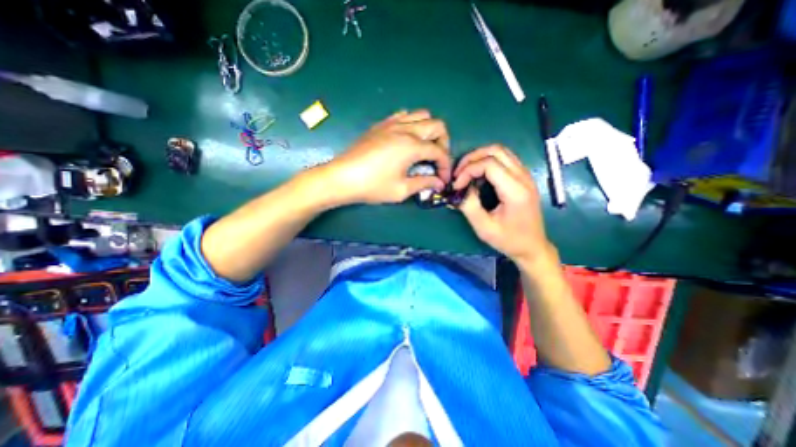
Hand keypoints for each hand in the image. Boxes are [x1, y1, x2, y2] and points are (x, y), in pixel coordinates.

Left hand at [320, 111, 452, 203]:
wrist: (342, 177)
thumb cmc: (372, 186)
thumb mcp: (401, 190)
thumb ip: (424, 183)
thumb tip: (439, 183)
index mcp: (412, 146)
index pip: (439, 151)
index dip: (446, 166)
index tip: (443, 180)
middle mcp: (405, 129)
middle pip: (436, 125)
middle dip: (443, 143)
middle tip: (437, 160)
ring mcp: (392, 124)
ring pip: (421, 115)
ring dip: (429, 130)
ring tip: (424, 148)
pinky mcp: (381, 125)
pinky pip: (403, 115)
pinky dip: (412, 124)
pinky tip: (407, 139)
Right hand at [454, 146, 554, 264]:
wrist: (532, 247)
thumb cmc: (509, 240)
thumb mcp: (484, 228)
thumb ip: (469, 206)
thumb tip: (458, 190)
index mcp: (515, 191)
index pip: (489, 164)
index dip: (468, 170)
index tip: (457, 186)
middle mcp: (523, 177)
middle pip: (495, 150)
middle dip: (472, 158)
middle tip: (458, 173)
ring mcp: (525, 175)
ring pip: (501, 151)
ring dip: (479, 158)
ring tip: (465, 173)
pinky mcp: (523, 178)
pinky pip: (504, 159)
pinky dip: (487, 162)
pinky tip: (478, 176)